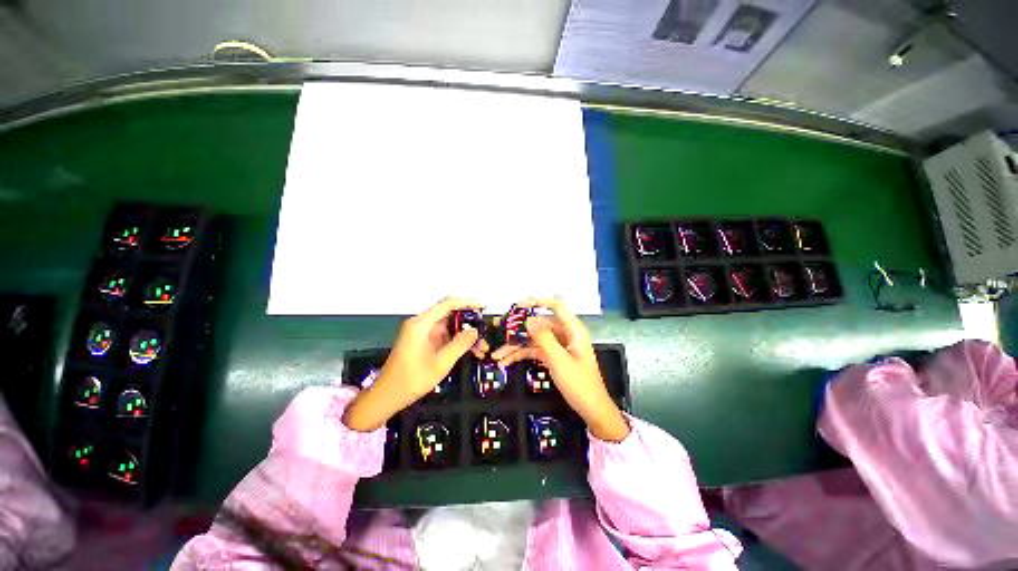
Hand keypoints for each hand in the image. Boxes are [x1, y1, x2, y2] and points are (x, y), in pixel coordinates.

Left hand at [344, 298, 483, 431]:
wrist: (387, 396)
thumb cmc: (411, 380)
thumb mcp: (441, 363)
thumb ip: (460, 344)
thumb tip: (474, 330)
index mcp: (421, 324)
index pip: (447, 304)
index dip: (466, 302)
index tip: (482, 307)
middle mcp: (420, 324)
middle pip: (448, 313)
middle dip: (468, 320)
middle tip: (484, 328)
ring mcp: (421, 332)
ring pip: (448, 325)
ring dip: (464, 332)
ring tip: (481, 343)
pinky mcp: (423, 341)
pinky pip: (444, 334)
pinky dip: (456, 339)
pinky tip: (469, 348)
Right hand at [491, 297, 629, 441]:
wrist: (592, 410)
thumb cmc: (580, 384)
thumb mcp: (560, 360)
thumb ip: (544, 338)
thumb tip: (529, 320)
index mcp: (573, 330)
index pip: (557, 306)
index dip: (539, 301)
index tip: (519, 304)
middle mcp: (565, 334)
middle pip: (540, 324)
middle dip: (519, 330)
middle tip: (500, 331)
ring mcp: (558, 346)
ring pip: (534, 339)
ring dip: (516, 346)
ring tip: (497, 354)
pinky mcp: (553, 357)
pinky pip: (535, 351)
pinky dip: (521, 356)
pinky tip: (506, 362)